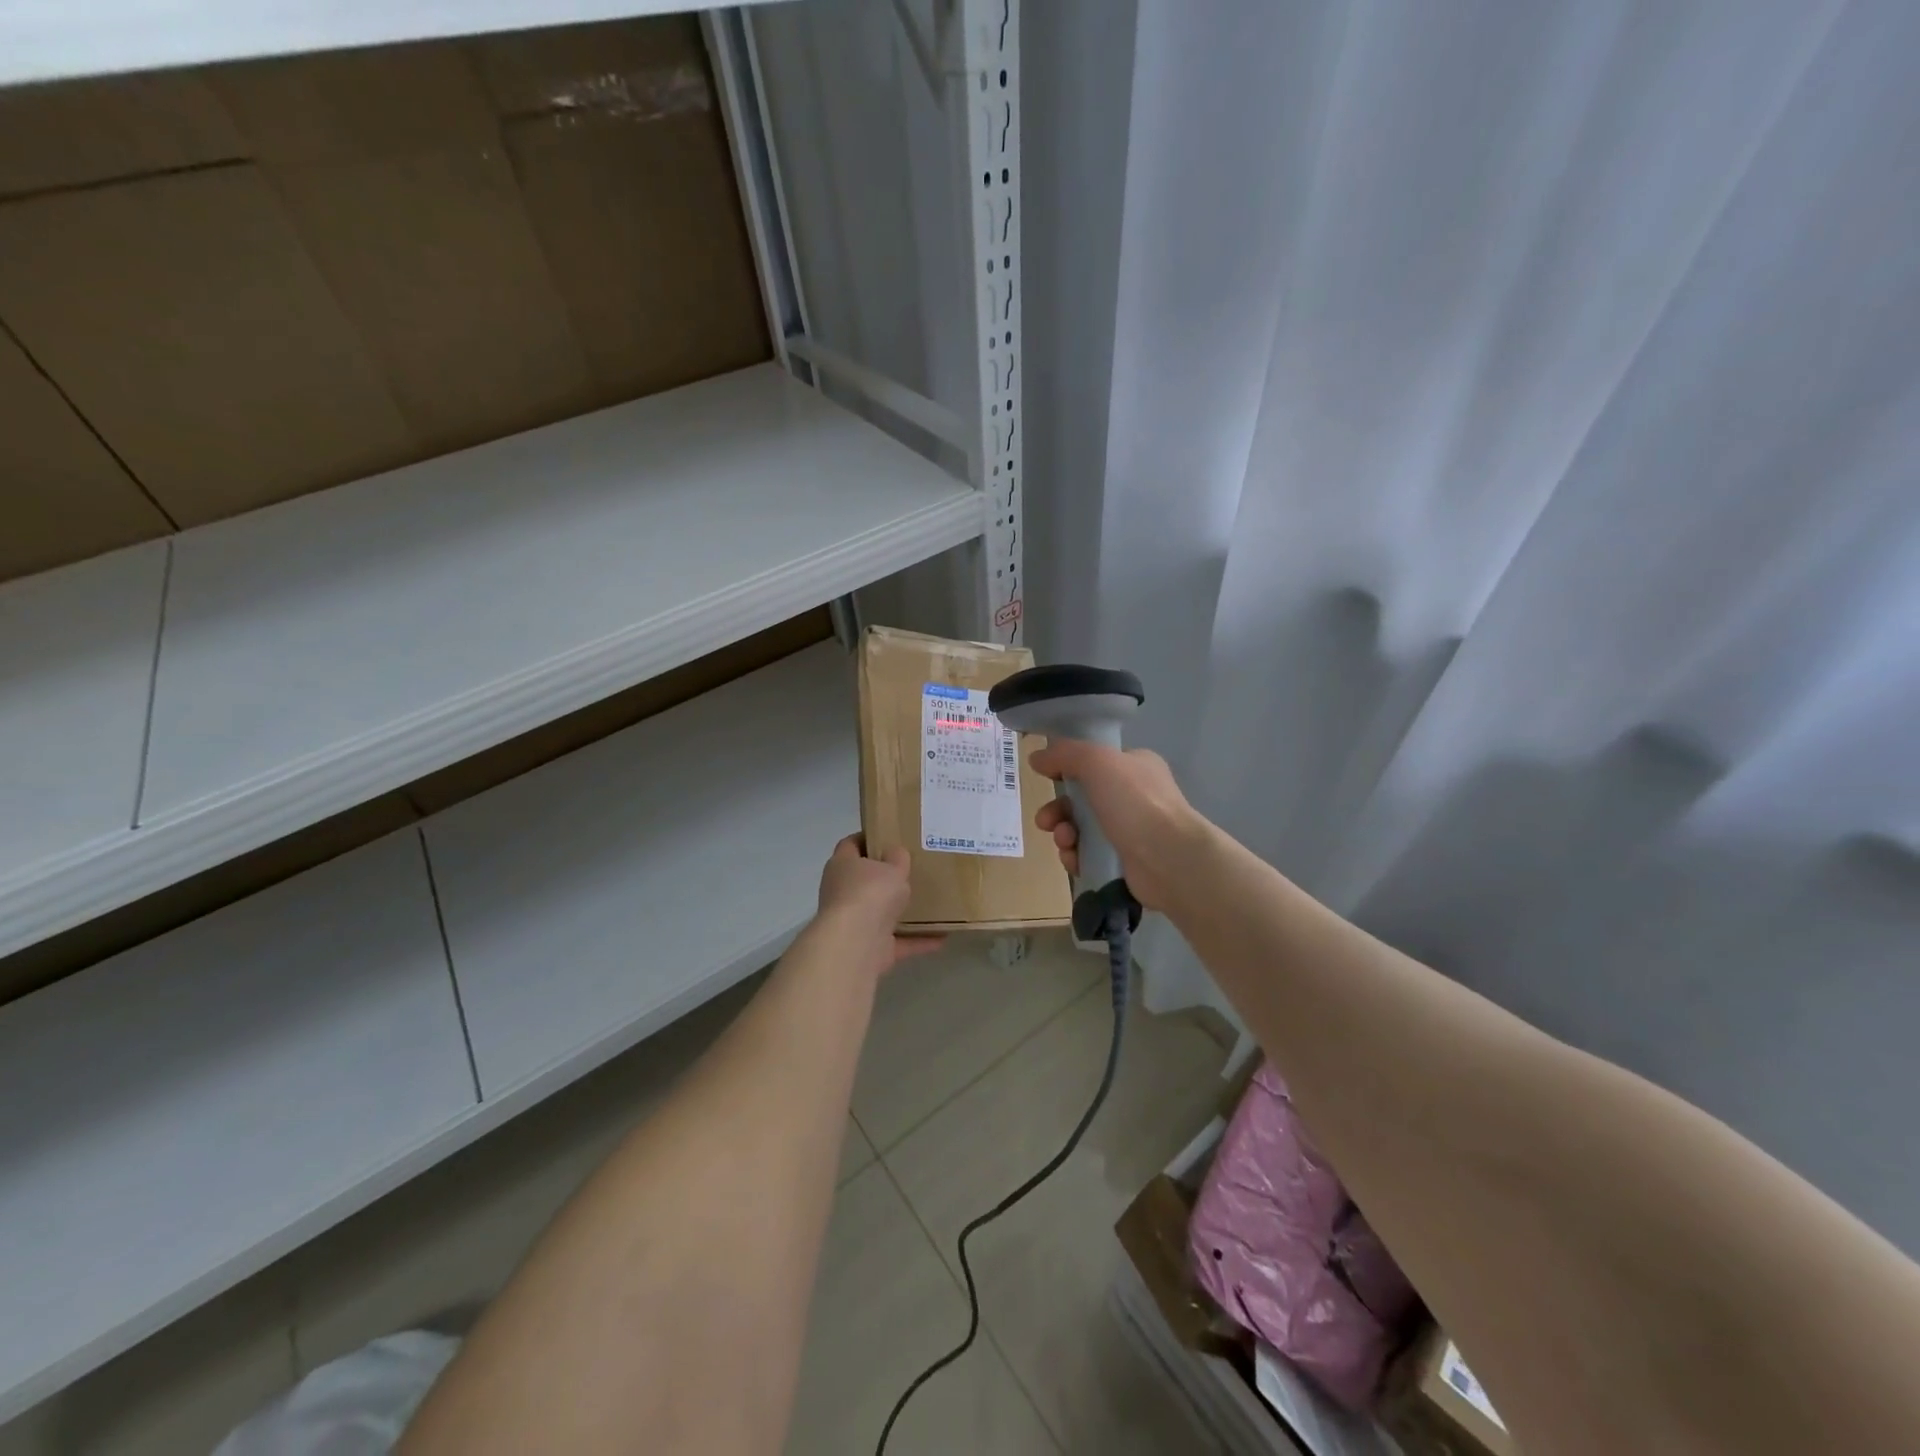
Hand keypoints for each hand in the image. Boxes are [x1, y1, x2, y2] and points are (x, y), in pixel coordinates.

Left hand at [815, 835, 944, 972]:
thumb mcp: (892, 866)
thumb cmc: (870, 892)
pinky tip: (942, 937)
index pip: (851, 844)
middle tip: (914, 869)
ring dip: (902, 912)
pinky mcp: (868, 948)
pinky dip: (917, 941)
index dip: (869, 838)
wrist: (856, 943)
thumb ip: (897, 858)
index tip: (892, 836)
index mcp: (842, 865)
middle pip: (865, 880)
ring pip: (880, 913)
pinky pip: (897, 942)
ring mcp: (854, 922)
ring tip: (930, 904)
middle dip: (887, 878)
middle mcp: (843, 892)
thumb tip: (896, 854)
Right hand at [1029, 742, 1204, 911]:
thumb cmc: (1134, 802)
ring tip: (1065, 841)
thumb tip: (1036, 758)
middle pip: (1082, 799)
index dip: (1067, 769)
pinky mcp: (1124, 863)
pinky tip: (1074, 860)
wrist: (1168, 858)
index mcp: (1135, 767)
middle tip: (1045, 821)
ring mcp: (1130, 832)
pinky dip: (1076, 857)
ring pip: (1081, 829)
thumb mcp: (1097, 762)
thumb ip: (1065, 754)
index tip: (1046, 778)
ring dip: (1064, 833)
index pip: (1094, 763)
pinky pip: (1088, 856)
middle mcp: (1134, 797)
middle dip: (1058, 809)